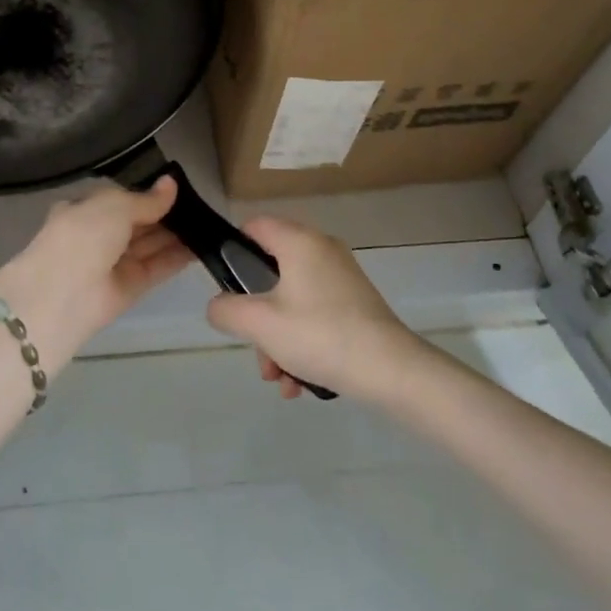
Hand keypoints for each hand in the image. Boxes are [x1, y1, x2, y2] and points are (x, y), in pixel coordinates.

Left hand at [0, 178, 191, 362]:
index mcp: (84, 210)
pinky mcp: (130, 288)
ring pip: (150, 244)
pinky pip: (157, 267)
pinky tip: (202, 245)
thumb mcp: (113, 206)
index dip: (148, 193)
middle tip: (201, 204)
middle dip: (165, 213)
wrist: (60, 296)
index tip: (178, 187)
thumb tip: (171, 183)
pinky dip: (177, 257)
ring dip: (176, 234)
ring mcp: (114, 263)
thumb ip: (145, 199)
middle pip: (138, 222)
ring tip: (209, 222)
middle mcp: (98, 236)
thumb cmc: (81, 237)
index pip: (121, 199)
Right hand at [205, 217, 425, 402]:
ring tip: (279, 379)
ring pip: (293, 301)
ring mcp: (342, 278)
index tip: (225, 285)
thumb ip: (227, 310)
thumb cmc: (319, 334)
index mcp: (299, 242)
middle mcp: (322, 251)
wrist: (391, 370)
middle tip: (255, 349)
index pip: (255, 226)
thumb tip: (219, 306)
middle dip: (257, 317)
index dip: (233, 249)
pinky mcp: (356, 304)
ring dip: (278, 339)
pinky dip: (302, 343)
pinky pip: (316, 315)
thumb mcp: (260, 324)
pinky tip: (300, 383)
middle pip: (272, 273)